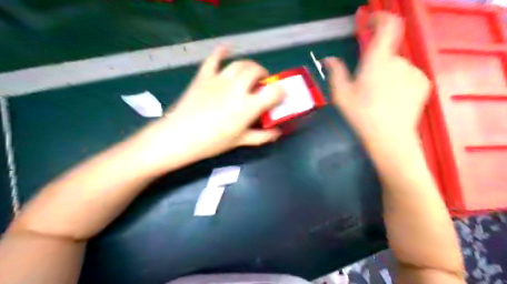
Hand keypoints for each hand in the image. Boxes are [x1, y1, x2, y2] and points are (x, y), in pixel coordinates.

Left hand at [136, 45, 283, 173]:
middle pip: (256, 71)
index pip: (274, 92)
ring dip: (249, 66)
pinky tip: (225, 48)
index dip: (281, 91)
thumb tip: (277, 133)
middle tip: (262, 84)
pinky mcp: (204, 76)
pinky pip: (213, 59)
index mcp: (248, 106)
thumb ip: (261, 136)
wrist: (180, 137)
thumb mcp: (240, 141)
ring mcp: (219, 79)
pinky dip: (221, 52)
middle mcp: (237, 88)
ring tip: (249, 73)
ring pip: (239, 64)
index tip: (281, 95)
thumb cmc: (212, 142)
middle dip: (264, 75)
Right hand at [327, 12, 428, 143]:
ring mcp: (413, 71)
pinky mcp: (423, 83)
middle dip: (376, 62)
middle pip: (387, 52)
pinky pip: (408, 75)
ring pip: (397, 65)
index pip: (387, 26)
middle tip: (366, 83)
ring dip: (387, 73)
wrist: (389, 137)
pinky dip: (399, 81)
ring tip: (379, 95)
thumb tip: (328, 58)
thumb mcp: (341, 94)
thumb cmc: (361, 114)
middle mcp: (398, 61)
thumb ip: (335, 72)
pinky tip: (392, 99)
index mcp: (377, 60)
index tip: (370, 23)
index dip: (380, 18)